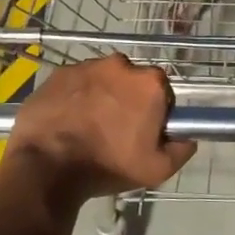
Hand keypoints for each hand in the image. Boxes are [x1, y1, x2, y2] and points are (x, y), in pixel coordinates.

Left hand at [5, 55, 195, 201]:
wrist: (46, 165)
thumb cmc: (108, 165)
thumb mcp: (157, 169)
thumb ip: (181, 150)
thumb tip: (188, 137)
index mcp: (149, 83)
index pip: (162, 92)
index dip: (155, 112)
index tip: (143, 132)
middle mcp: (121, 65)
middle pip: (132, 82)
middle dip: (127, 100)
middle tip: (115, 130)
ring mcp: (87, 66)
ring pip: (102, 80)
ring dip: (100, 97)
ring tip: (88, 127)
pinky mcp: (58, 73)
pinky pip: (75, 83)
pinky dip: (75, 97)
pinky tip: (67, 122)